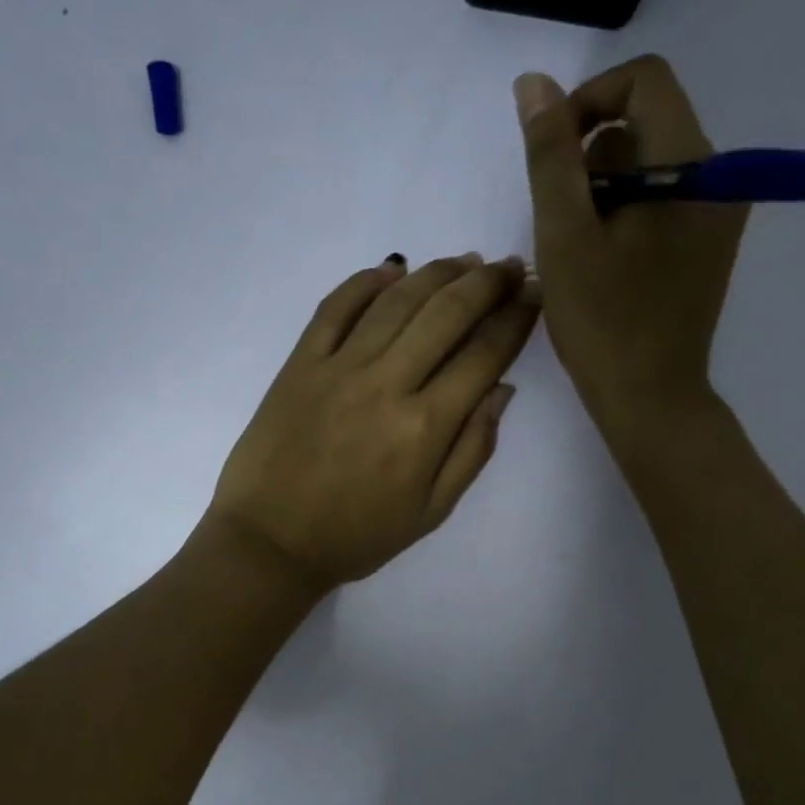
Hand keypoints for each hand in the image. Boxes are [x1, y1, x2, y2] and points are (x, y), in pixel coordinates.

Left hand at [206, 253, 537, 595]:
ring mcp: (338, 367)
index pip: (483, 356)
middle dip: (487, 283)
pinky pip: (334, 308)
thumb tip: (501, 389)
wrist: (270, 542)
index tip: (535, 296)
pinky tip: (392, 269)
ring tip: (464, 261)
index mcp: (425, 427)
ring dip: (436, 273)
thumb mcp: (431, 512)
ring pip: (397, 301)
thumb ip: (472, 450)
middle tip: (509, 266)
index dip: (515, 320)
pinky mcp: (299, 363)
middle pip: (446, 314)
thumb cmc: (357, 536)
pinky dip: (365, 282)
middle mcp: (386, 384)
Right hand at [515, 55, 746, 436]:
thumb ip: (549, 154)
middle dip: (590, 155)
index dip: (587, 101)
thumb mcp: (564, 233)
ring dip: (603, 187)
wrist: (649, 397)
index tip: (552, 153)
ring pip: (650, 161)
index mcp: (692, 164)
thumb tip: (535, 85)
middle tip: (562, 218)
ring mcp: (717, 210)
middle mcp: (718, 175)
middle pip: (646, 121)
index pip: (643, 82)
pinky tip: (603, 259)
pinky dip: (624, 210)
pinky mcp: (707, 240)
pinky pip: (662, 196)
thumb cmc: (602, 320)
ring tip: (580, 246)